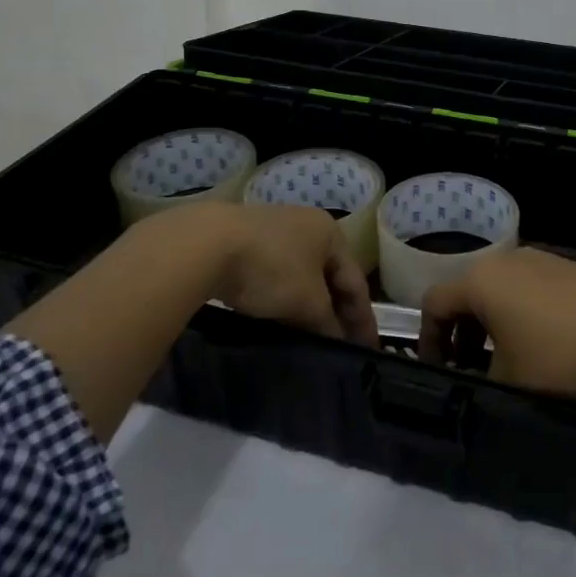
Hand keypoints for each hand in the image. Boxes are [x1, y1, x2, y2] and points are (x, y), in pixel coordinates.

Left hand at [208, 203, 377, 346]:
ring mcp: (275, 230)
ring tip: (309, 338)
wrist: (206, 244)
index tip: (369, 350)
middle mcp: (307, 225)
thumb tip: (337, 340)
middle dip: (335, 312)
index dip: (364, 319)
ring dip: (307, 307)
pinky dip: (282, 298)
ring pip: (301, 276)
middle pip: (329, 277)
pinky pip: (275, 275)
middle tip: (340, 347)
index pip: (356, 282)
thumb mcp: (307, 303)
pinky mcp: (245, 241)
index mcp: (331, 233)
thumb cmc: (271, 269)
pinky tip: (277, 317)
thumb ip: (328, 323)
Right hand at [418, 248, 575, 396]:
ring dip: (492, 322)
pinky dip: (521, 313)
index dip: (429, 339)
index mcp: (481, 280)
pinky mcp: (570, 268)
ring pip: (500, 289)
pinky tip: (543, 344)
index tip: (438, 372)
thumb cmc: (560, 355)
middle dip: (461, 331)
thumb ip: (480, 378)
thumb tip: (478, 378)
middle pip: (467, 292)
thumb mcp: (509, 380)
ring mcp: (541, 259)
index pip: (435, 303)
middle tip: (468, 368)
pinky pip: (530, 288)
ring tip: (505, 360)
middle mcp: (506, 259)